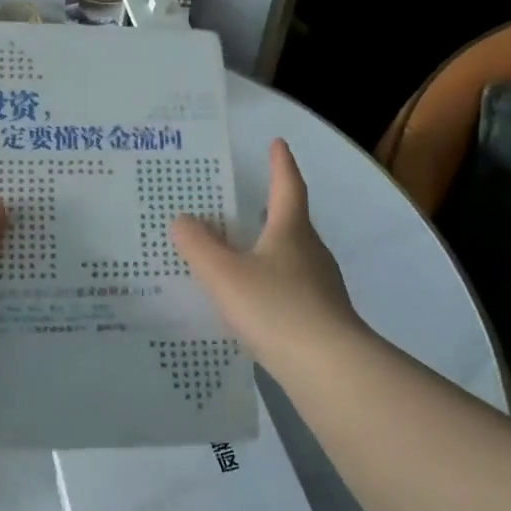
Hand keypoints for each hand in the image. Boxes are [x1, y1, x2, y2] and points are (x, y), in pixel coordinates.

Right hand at [170, 139, 360, 369]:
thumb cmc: (275, 308)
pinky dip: (272, 283)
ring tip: (242, 253)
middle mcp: (311, 251)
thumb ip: (199, 246)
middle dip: (272, 208)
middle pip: (292, 221)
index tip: (278, 143)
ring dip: (270, 248)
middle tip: (247, 202)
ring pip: (292, 256)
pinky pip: (292, 287)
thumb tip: (183, 219)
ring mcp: (321, 285)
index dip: (281, 163)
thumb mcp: (225, 274)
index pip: (287, 186)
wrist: (327, 367)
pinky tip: (254, 302)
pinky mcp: (322, 316)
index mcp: (291, 230)